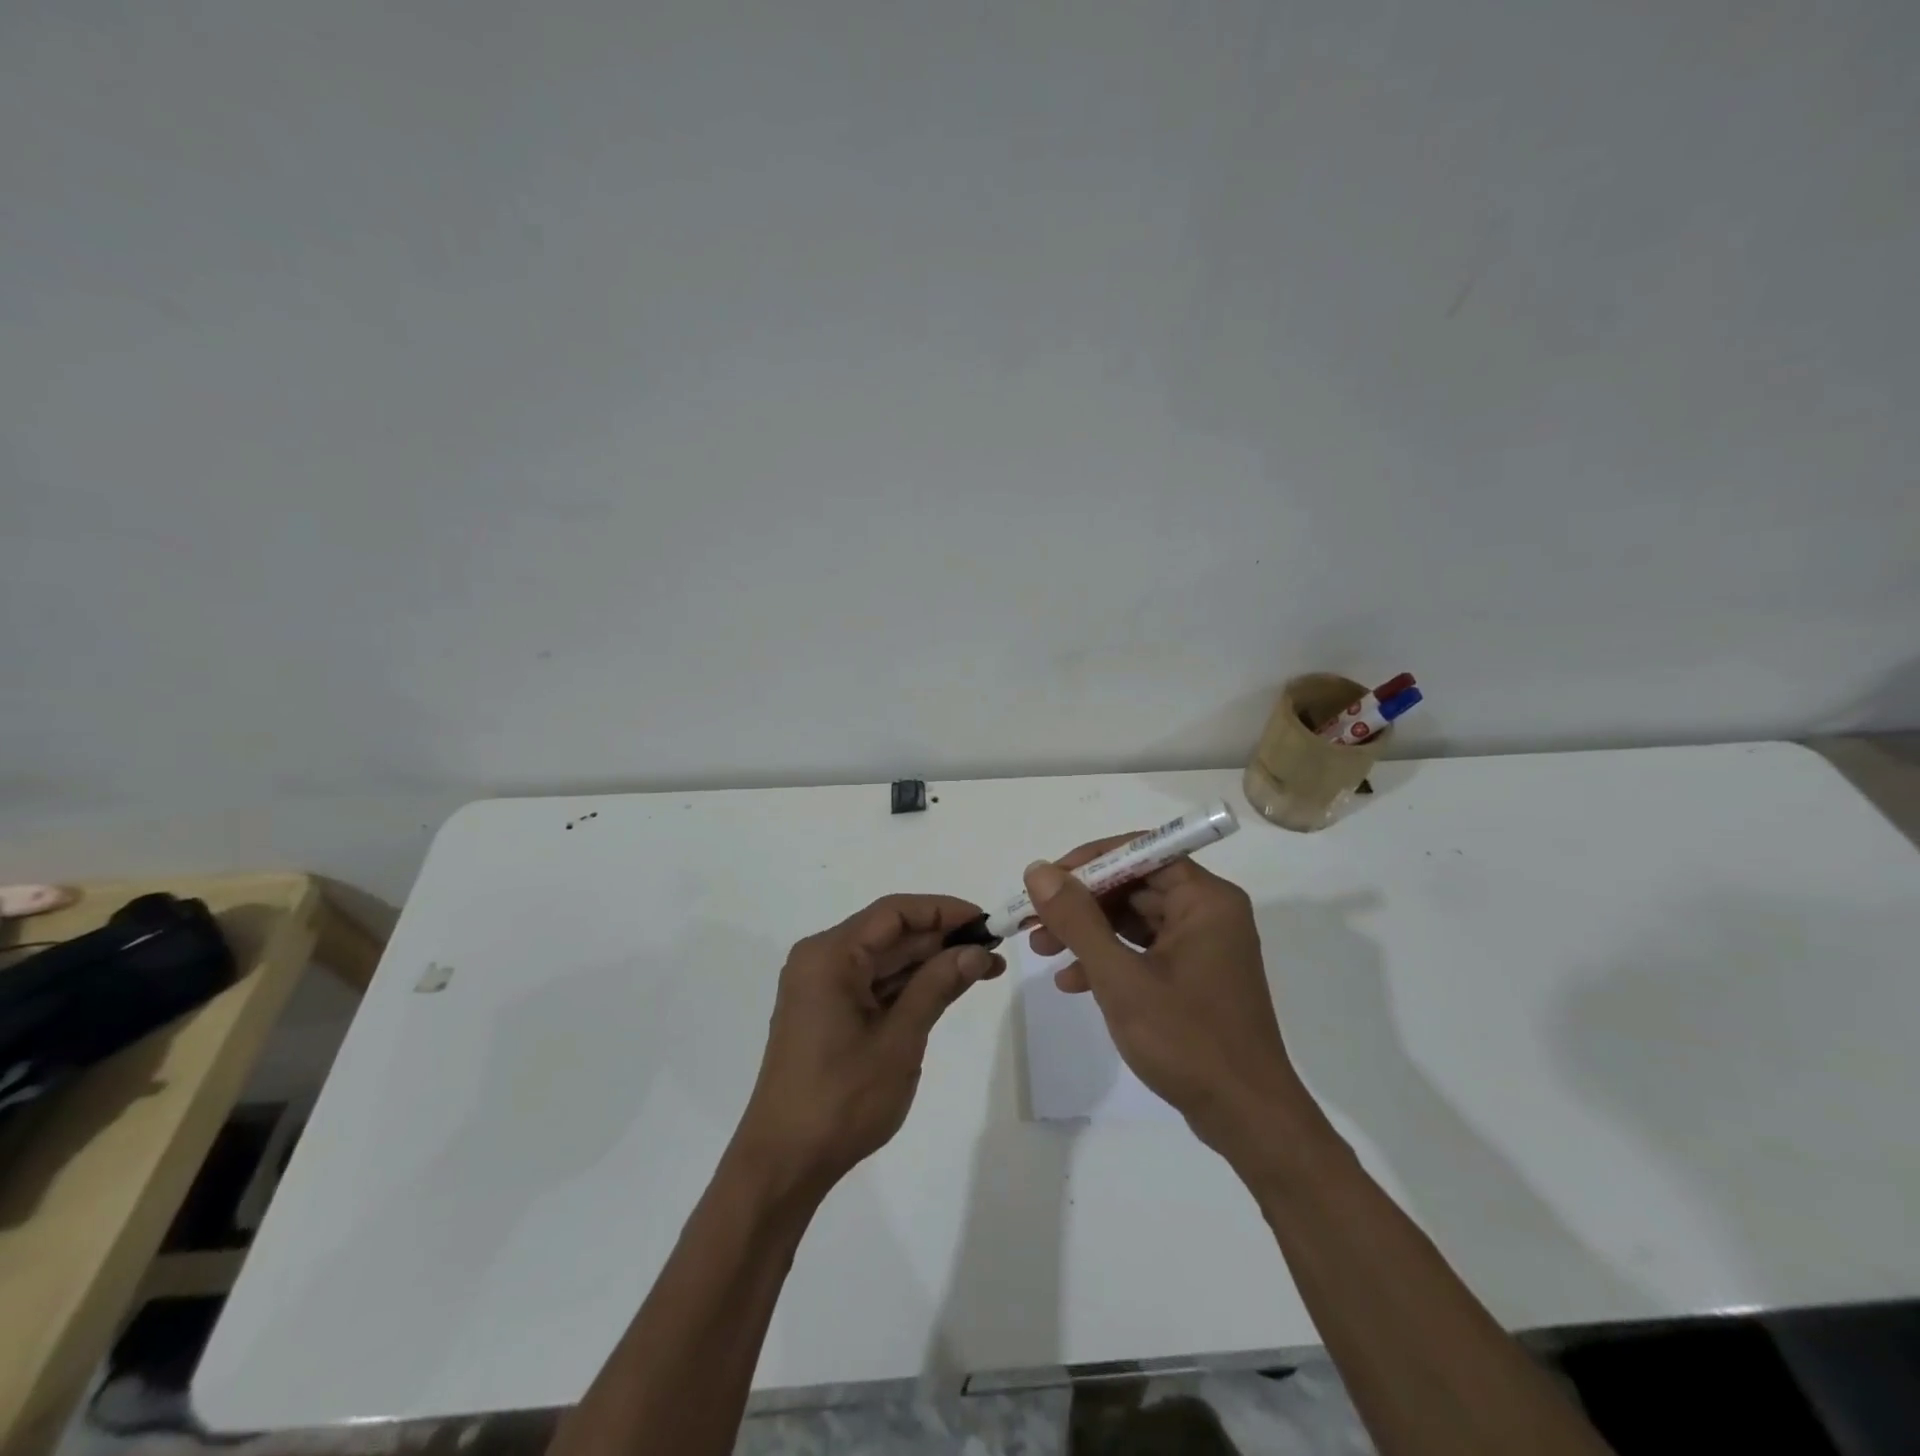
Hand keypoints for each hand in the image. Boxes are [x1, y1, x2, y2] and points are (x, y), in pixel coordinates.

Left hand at [733, 894, 1003, 1200]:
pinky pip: (874, 984)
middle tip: (994, 949)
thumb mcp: (899, 1039)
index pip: (894, 912)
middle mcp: (821, 960)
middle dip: (942, 938)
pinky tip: (948, 988)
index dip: (943, 910)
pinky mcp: (827, 1013)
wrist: (784, 1163)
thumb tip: (977, 951)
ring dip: (931, 963)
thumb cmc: (842, 1098)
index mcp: (830, 955)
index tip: (985, 921)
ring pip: (885, 959)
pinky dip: (910, 986)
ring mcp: (822, 988)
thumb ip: (938, 986)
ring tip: (985, 968)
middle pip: (890, 934)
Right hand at [1024, 843, 1316, 1159]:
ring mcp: (1202, 946)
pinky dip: (1108, 959)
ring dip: (1087, 932)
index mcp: (1205, 900)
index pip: (1142, 853)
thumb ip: (1077, 920)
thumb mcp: (1121, 977)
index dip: (1090, 861)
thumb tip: (1039, 871)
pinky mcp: (1193, 977)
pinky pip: (1143, 950)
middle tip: (1034, 918)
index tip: (1047, 880)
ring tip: (1041, 949)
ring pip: (1134, 919)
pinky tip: (1071, 982)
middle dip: (1081, 902)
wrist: (1246, 1119)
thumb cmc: (1187, 1040)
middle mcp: (1208, 913)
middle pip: (1134, 885)